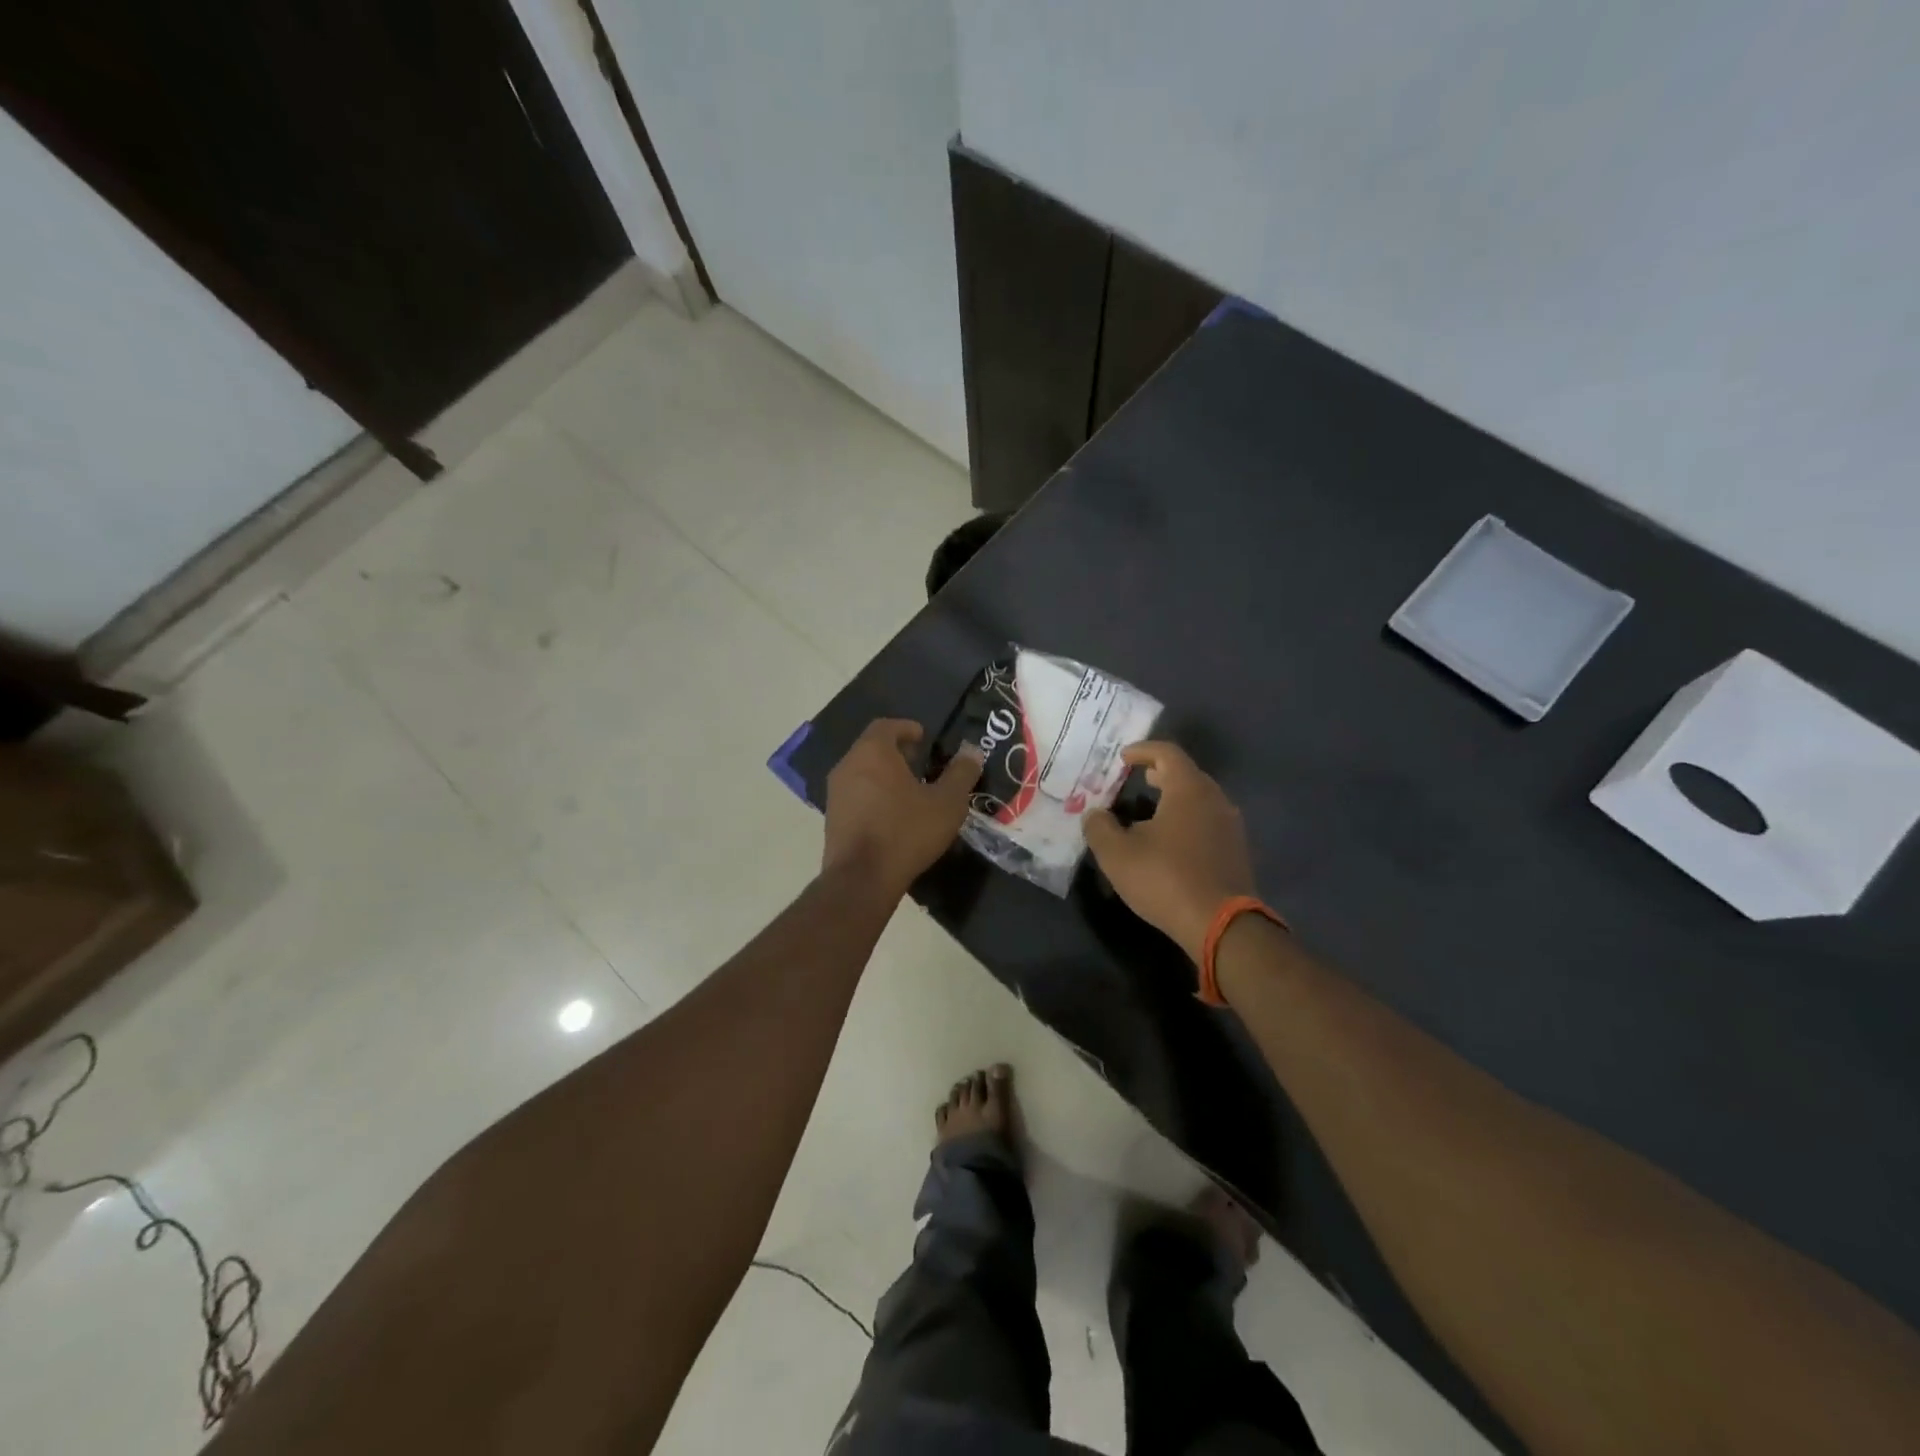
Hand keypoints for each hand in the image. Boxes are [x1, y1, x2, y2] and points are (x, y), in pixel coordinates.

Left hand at [823, 719, 982, 896]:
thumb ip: (961, 774)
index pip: (886, 726)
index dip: (907, 728)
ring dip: (884, 774)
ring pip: (862, 771)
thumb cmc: (906, 831)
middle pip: (872, 748)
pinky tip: (892, 814)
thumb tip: (972, 752)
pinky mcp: (832, 818)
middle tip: (921, 763)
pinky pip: (855, 794)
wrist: (861, 879)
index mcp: (873, 752)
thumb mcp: (947, 803)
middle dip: (897, 752)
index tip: (924, 738)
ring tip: (910, 790)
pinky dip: (873, 794)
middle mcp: (848, 765)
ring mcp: (835, 792)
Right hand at [1084, 741, 1255, 963]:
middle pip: (1187, 774)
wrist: (1221, 924)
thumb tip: (1094, 814)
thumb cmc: (1165, 878)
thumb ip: (1099, 827)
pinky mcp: (1236, 851)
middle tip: (1137, 780)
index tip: (1123, 758)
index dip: (1143, 751)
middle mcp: (1215, 799)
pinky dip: (1187, 820)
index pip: (1167, 753)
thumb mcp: (1117, 853)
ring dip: (1175, 799)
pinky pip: (1208, 822)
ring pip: (1200, 799)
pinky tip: (1170, 841)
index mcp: (1188, 789)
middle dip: (1160, 773)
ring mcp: (1230, 826)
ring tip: (1150, 811)